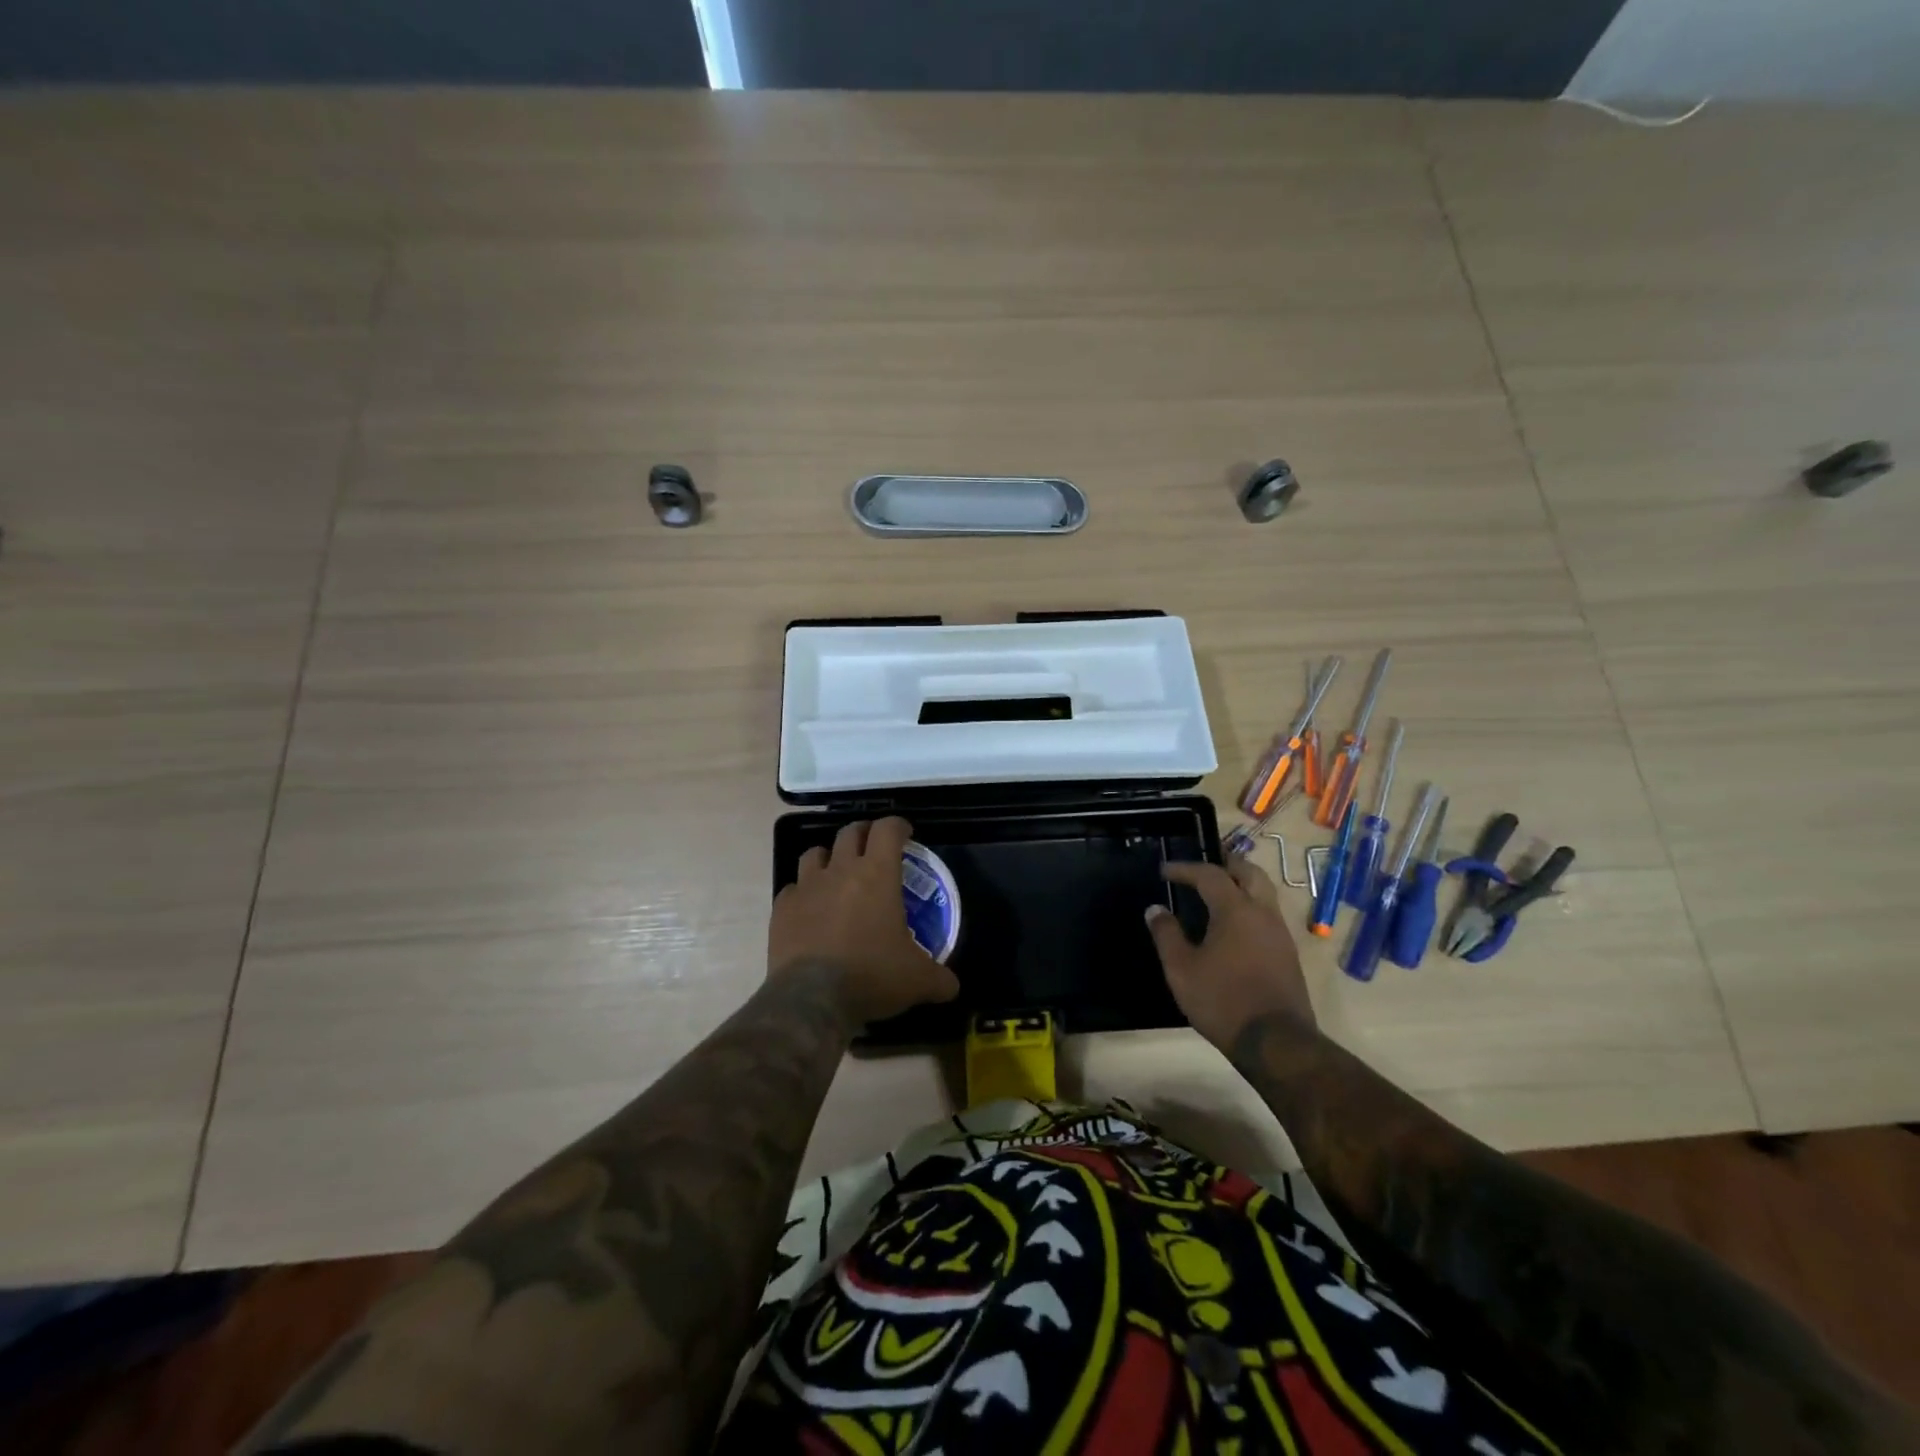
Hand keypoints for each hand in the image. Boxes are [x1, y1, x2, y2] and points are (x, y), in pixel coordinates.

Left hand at [770, 816, 960, 1025]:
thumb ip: (939, 978)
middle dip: (864, 833)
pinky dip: (803, 892)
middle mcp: (840, 870)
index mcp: (877, 874)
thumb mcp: (917, 980)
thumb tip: (952, 986)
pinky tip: (810, 909)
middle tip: (873, 847)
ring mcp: (807, 887)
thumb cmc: (872, 976)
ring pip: (814, 853)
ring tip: (837, 873)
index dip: (898, 826)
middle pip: (850, 832)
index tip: (905, 834)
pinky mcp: (782, 908)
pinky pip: (792, 888)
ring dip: (829, 857)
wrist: (812, 999)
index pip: (887, 830)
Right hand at [1145, 854, 1314, 1048]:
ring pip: (1264, 893)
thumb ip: (1166, 935)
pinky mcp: (1288, 954)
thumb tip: (1156, 909)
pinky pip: (1268, 915)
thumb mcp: (1181, 969)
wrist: (1276, 1042)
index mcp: (1236, 910)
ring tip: (1218, 893)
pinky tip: (1234, 926)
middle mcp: (1263, 913)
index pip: (1210, 875)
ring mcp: (1280, 934)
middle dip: (1226, 864)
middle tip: (1204, 867)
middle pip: (1250, 872)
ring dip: (1242, 884)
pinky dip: (1250, 907)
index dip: (1185, 869)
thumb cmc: (1222, 1000)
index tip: (1165, 871)